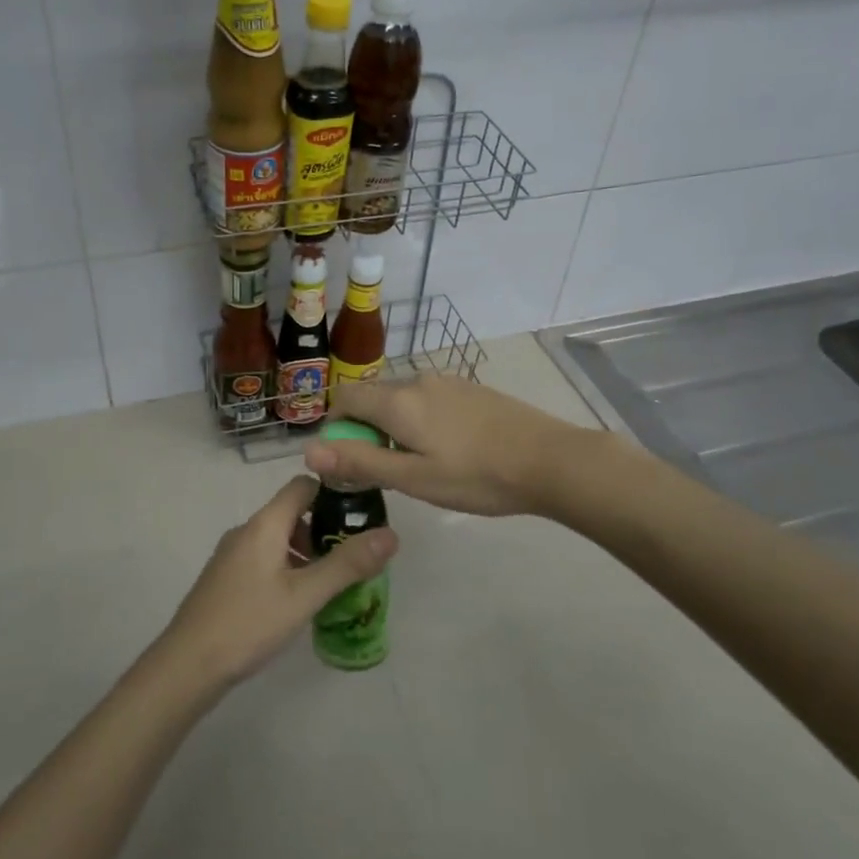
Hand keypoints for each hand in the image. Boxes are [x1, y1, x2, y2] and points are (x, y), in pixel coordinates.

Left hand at [155, 476, 396, 690]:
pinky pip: (264, 558)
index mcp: (264, 524)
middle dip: (324, 529)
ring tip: (331, 583)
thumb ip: (347, 565)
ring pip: (278, 538)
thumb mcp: (305, 596)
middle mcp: (246, 530)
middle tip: (352, 558)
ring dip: (306, 552)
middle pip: (291, 512)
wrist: (187, 665)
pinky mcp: (225, 578)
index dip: (333, 492)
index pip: (302, 486)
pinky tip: (298, 600)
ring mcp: (231, 554)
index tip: (361, 513)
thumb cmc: (249, 623)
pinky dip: (287, 567)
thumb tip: (391, 534)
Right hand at [303, 371, 580, 516]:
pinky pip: (428, 399)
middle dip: (366, 428)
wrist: (550, 459)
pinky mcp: (471, 389)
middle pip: (373, 396)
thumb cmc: (476, 476)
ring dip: (395, 425)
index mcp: (397, 401)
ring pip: (402, 398)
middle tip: (386, 469)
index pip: (345, 396)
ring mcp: (447, 382)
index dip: (336, 425)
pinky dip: (421, 420)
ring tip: (421, 464)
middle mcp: (417, 380)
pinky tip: (450, 450)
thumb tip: (307, 450)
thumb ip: (359, 462)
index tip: (349, 458)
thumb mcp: (413, 478)